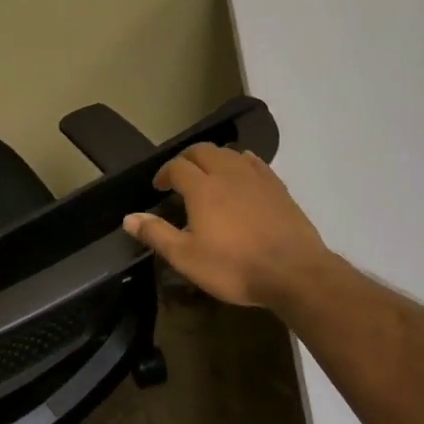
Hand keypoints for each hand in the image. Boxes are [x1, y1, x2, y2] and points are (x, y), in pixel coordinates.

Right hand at [122, 144, 331, 309]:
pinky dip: (241, 161)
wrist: (294, 272)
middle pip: (203, 151)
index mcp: (202, 187)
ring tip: (208, 174)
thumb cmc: (234, 266)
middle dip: (187, 159)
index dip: (164, 173)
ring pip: (230, 153)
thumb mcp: (187, 258)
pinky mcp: (278, 186)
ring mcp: (256, 177)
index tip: (158, 187)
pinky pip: (255, 162)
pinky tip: (241, 171)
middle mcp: (227, 173)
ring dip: (213, 158)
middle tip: (180, 176)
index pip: (177, 166)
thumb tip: (129, 218)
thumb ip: (157, 234)